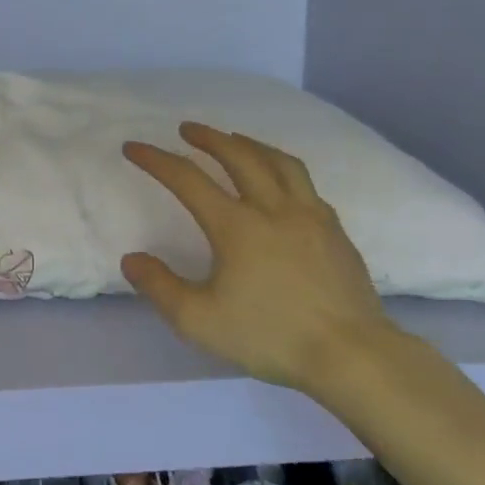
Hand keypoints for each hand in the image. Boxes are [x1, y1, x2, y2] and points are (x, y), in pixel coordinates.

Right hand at [121, 123, 398, 395]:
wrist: (352, 355)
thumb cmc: (270, 337)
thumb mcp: (199, 321)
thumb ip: (160, 286)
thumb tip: (132, 259)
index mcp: (236, 226)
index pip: (187, 179)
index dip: (156, 160)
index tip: (133, 147)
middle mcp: (274, 209)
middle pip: (239, 156)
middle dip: (209, 137)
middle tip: (188, 129)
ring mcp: (311, 216)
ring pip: (279, 162)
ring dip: (250, 144)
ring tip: (235, 140)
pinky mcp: (335, 231)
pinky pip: (305, 185)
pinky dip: (283, 170)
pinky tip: (281, 183)